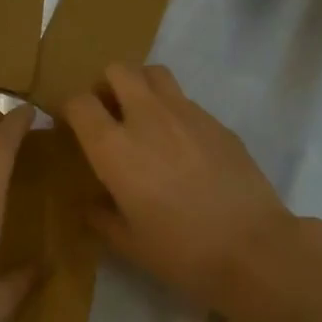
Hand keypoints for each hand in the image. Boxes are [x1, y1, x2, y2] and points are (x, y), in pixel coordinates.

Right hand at [63, 64, 292, 311]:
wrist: (251, 247)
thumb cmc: (180, 250)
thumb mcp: (129, 242)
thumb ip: (102, 217)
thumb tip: (92, 204)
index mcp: (114, 148)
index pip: (80, 103)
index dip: (70, 110)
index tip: (71, 127)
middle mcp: (147, 118)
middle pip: (118, 71)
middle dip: (106, 86)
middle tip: (109, 115)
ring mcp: (187, 114)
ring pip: (155, 73)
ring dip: (141, 87)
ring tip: (143, 119)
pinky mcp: (217, 122)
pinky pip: (185, 100)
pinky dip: (173, 110)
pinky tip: (181, 146)